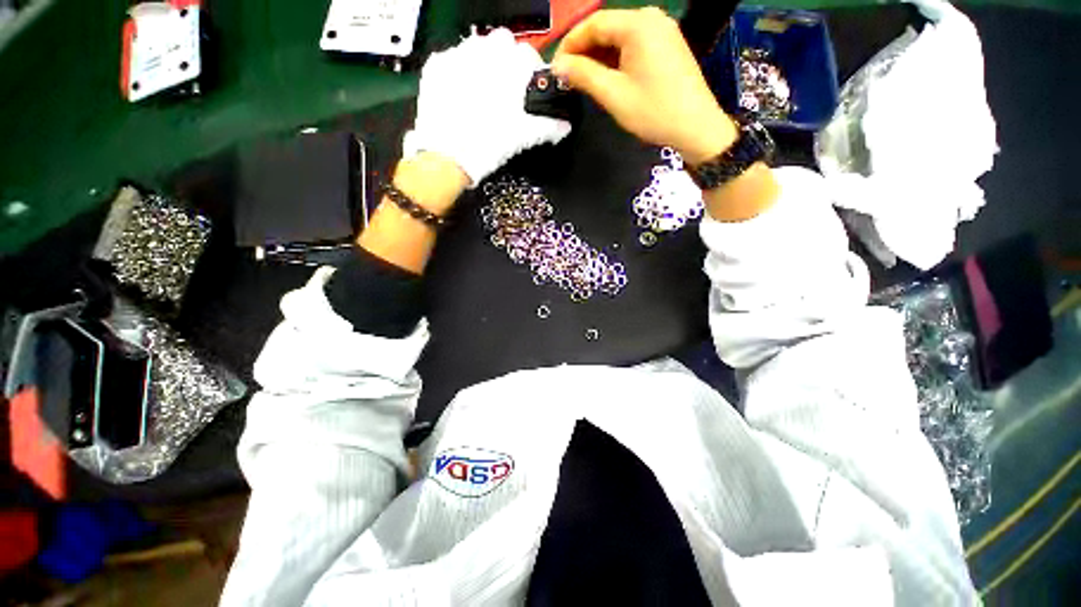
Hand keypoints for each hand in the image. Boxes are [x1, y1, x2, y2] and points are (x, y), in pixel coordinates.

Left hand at [404, 29, 571, 186]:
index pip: (528, 55)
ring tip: (481, 92)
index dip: (530, 72)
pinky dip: (459, 71)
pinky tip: (460, 94)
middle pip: (502, 43)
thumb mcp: (523, 137)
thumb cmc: (489, 145)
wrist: (448, 156)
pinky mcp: (436, 66)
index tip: (527, 88)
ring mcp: (456, 55)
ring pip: (476, 47)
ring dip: (483, 62)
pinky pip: (452, 59)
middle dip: (506, 61)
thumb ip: (548, 127)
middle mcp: (484, 52)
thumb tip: (565, 126)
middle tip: (504, 90)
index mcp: (509, 67)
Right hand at [552, 8, 736, 164]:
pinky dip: (616, 59)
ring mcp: (662, 30)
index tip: (555, 68)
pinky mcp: (667, 45)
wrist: (695, 127)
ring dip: (599, 57)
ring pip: (619, 38)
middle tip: (567, 77)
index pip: (593, 24)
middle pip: (607, 28)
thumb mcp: (613, 94)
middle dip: (584, 51)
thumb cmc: (653, 111)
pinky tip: (606, 77)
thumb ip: (583, 75)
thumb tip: (558, 66)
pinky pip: (633, 45)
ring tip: (583, 80)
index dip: (570, 44)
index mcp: (637, 24)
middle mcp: (650, 18)